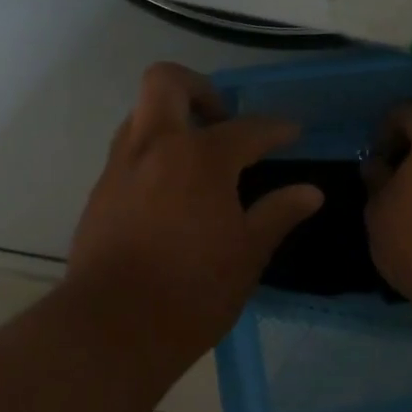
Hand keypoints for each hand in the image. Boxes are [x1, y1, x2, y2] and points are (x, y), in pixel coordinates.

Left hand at [67, 62, 322, 359]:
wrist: (113, 328)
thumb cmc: (193, 290)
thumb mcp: (248, 253)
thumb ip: (278, 213)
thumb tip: (311, 192)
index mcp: (200, 158)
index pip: (247, 128)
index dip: (276, 128)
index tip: (292, 133)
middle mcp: (155, 148)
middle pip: (167, 82)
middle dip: (199, 88)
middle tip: (222, 120)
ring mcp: (121, 167)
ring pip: (141, 115)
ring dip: (171, 120)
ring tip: (199, 158)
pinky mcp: (100, 193)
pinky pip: (128, 152)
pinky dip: (153, 154)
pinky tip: (172, 193)